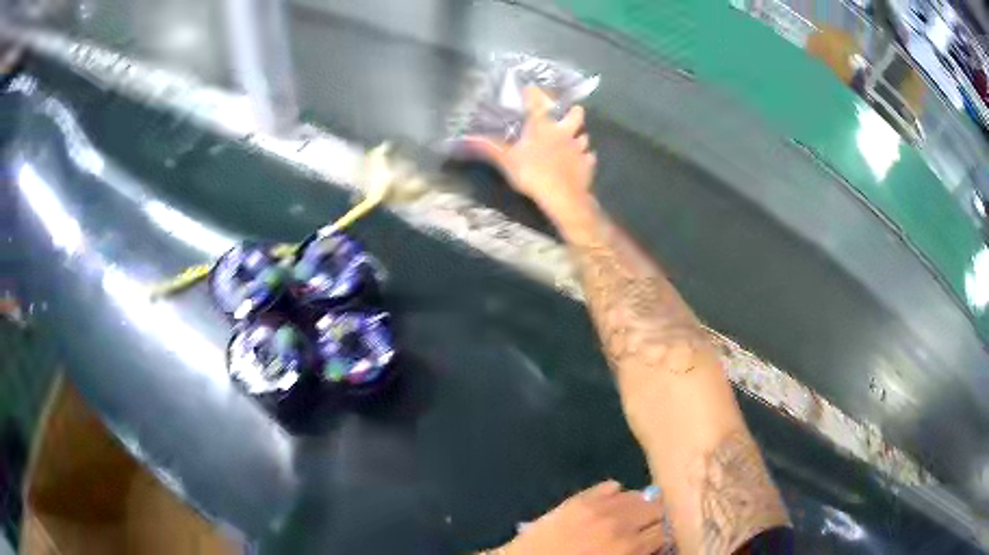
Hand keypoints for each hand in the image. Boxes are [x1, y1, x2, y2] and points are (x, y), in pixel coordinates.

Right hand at [463, 87, 597, 226]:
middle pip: (575, 115)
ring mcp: (579, 148)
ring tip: (574, 139)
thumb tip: (465, 139)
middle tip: (570, 112)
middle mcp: (563, 132)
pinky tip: (581, 161)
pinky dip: (585, 158)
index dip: (534, 94)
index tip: (532, 87)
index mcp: (542, 127)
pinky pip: (589, 157)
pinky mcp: (587, 165)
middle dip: (573, 112)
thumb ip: (488, 148)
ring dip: (579, 136)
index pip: (537, 104)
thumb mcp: (506, 161)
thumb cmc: (533, 174)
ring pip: (584, 136)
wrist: (563, 197)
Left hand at [495, 481, 672, 554]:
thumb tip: (654, 545)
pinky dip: (615, 494)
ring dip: (638, 506)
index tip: (660, 540)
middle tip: (647, 528)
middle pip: (657, 508)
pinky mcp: (578, 499)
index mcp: (629, 547)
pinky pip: (609, 486)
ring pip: (636, 495)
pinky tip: (610, 506)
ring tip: (629, 517)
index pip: (665, 532)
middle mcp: (620, 523)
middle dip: (656, 518)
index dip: (664, 536)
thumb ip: (636, 554)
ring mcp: (598, 507)